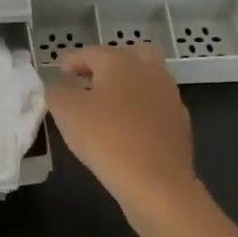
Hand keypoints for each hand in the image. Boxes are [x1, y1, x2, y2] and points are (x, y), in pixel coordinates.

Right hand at [45, 44, 198, 230]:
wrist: (158, 184)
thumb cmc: (107, 139)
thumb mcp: (67, 113)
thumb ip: (57, 93)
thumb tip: (59, 87)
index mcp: (120, 62)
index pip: (91, 52)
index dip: (72, 61)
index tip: (60, 72)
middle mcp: (149, 71)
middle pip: (130, 54)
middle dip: (109, 63)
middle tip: (90, 80)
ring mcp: (169, 97)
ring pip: (147, 80)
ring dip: (128, 86)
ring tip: (107, 107)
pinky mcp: (180, 124)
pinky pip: (156, 107)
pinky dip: (141, 111)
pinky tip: (128, 129)